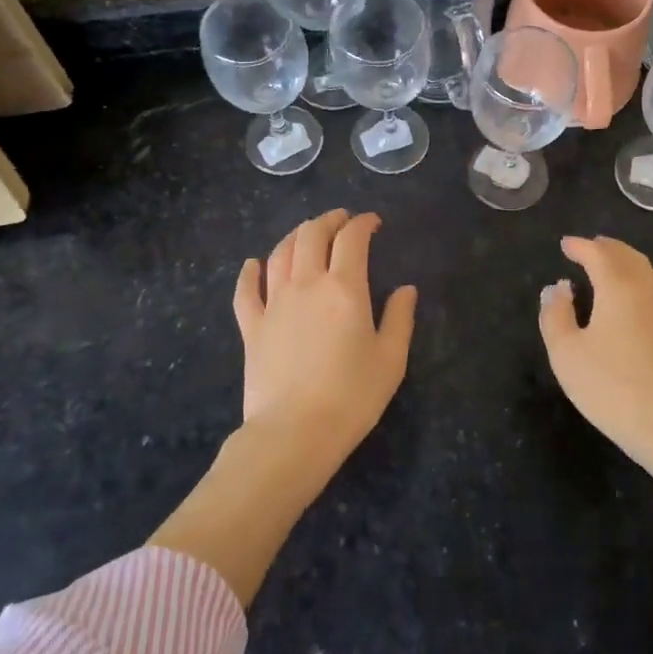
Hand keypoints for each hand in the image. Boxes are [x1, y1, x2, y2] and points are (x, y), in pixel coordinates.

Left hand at [233, 209, 416, 466]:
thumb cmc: (351, 397)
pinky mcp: (251, 327)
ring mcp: (274, 303)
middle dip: (328, 220)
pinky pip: (246, 290)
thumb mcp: (390, 359)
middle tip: (341, 220)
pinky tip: (253, 264)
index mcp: (343, 288)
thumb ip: (399, 318)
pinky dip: (249, 272)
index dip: (363, 223)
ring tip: (306, 233)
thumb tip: (406, 288)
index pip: (352, 239)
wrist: (294, 433)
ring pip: (280, 253)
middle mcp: (306, 284)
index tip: (372, 223)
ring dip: (295, 236)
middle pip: (311, 235)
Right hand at [538, 236, 652, 503]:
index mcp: (619, 286)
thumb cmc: (613, 388)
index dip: (579, 246)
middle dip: (604, 248)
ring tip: (606, 264)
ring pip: (645, 268)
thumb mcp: (567, 354)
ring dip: (624, 260)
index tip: (564, 245)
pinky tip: (632, 293)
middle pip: (626, 255)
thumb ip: (555, 315)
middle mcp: (647, 287)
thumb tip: (558, 288)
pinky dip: (639, 276)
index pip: (598, 253)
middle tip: (584, 249)